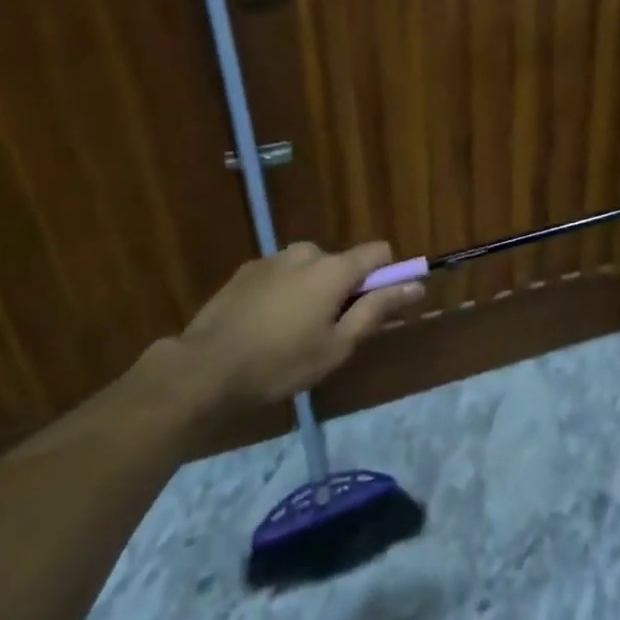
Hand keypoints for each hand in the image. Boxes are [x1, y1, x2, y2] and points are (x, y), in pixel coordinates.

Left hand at [135, 243, 421, 425]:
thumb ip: (377, 310)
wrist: (204, 368)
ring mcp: (273, 258)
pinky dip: (284, 294)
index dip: (388, 275)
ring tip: (292, 334)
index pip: (379, 251)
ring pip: (310, 270)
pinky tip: (265, 327)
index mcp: (334, 268)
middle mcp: (306, 252)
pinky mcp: (246, 271)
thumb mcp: (337, 346)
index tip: (380, 305)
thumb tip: (415, 285)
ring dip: (312, 292)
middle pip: (342, 263)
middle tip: (328, 333)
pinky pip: (281, 276)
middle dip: (343, 290)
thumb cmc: (280, 363)